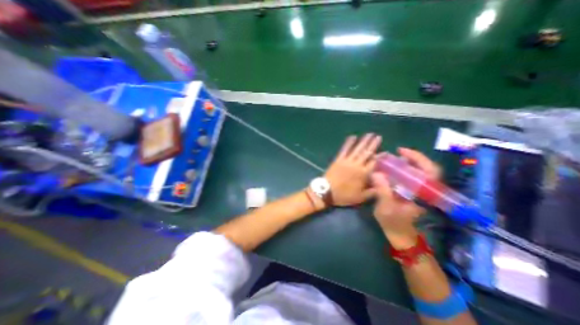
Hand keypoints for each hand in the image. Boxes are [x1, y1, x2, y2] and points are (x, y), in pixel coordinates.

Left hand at [324, 134, 384, 205]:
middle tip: (378, 136)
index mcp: (363, 174)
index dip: (381, 157)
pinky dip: (348, 143)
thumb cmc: (343, 195)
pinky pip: (344, 149)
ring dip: (363, 141)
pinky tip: (352, 137)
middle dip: (373, 144)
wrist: (326, 191)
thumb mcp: (360, 197)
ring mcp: (347, 161)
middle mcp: (356, 165)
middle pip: (367, 153)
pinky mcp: (338, 159)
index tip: (386, 151)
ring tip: (369, 134)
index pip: (374, 163)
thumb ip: (373, 191)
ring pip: (357, 149)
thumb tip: (383, 185)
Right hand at [371, 147, 439, 247]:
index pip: (430, 172)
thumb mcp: (386, 207)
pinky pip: (409, 177)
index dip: (418, 158)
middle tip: (394, 153)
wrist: (399, 234)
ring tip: (390, 159)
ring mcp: (418, 191)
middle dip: (410, 158)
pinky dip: (400, 170)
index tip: (402, 151)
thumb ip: (382, 191)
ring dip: (404, 163)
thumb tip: (376, 173)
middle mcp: (423, 190)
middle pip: (424, 168)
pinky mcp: (411, 192)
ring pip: (417, 171)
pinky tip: (389, 169)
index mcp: (422, 194)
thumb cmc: (394, 223)